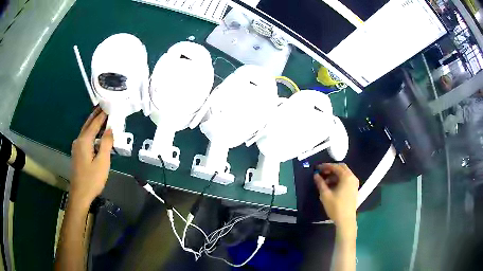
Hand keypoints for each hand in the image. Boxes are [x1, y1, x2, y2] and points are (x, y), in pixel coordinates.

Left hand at [70, 107, 112, 208]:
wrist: (80, 194)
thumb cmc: (92, 179)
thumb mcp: (102, 162)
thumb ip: (106, 144)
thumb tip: (110, 129)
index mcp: (84, 140)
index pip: (95, 123)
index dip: (102, 115)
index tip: (109, 106)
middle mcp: (79, 140)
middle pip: (88, 124)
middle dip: (95, 115)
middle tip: (103, 106)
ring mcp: (76, 147)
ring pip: (85, 130)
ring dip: (93, 123)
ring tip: (101, 116)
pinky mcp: (77, 153)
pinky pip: (85, 137)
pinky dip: (91, 131)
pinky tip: (95, 134)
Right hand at [314, 163, 358, 227]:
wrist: (346, 220)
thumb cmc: (335, 207)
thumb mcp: (325, 195)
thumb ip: (320, 183)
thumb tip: (316, 175)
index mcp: (346, 177)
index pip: (335, 167)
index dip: (326, 166)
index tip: (317, 168)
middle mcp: (352, 177)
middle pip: (341, 168)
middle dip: (331, 169)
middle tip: (322, 173)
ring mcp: (354, 183)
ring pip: (344, 174)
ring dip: (335, 175)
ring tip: (325, 182)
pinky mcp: (354, 189)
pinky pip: (346, 179)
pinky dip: (339, 179)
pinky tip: (332, 187)